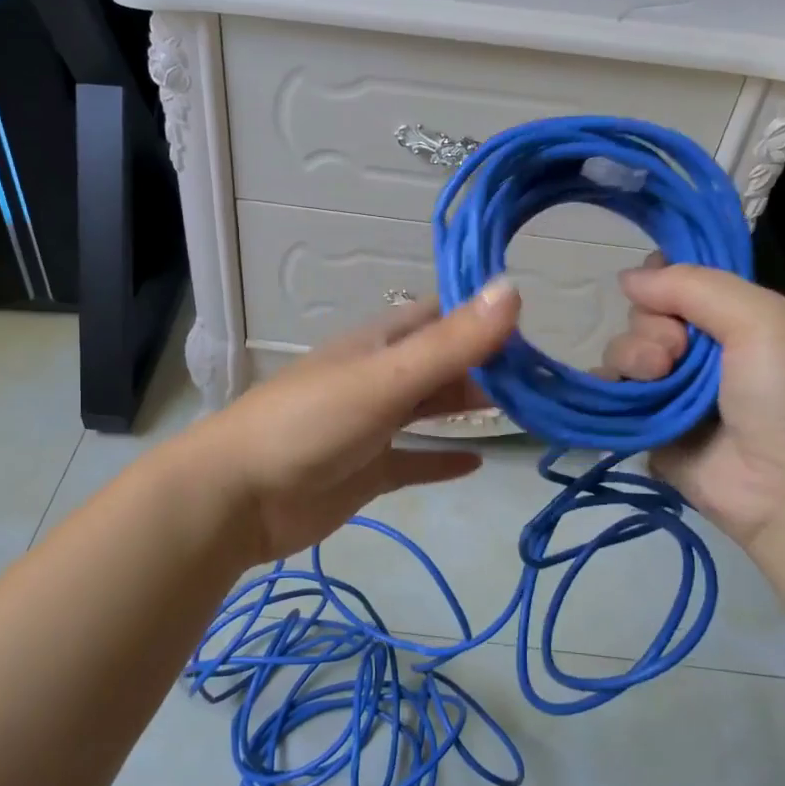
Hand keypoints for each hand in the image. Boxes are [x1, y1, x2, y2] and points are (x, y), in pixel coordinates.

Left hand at [175, 280, 522, 565]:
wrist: (238, 496)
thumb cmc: (310, 424)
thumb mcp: (385, 378)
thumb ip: (450, 343)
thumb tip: (513, 289)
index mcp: (378, 344)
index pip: (440, 317)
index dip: (484, 316)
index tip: (537, 325)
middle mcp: (377, 377)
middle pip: (441, 364)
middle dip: (487, 366)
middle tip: (546, 378)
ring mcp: (371, 426)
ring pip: (430, 409)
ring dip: (469, 408)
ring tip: (526, 412)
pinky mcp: (367, 471)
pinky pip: (414, 460)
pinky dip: (442, 459)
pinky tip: (477, 461)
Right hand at [602, 260, 784, 546]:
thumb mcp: (763, 319)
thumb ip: (695, 286)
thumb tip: (628, 278)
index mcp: (737, 319)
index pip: (683, 281)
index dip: (663, 277)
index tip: (659, 285)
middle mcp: (702, 351)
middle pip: (646, 314)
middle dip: (653, 325)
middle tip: (678, 352)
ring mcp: (672, 390)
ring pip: (624, 350)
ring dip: (633, 355)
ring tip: (656, 377)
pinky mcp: (647, 426)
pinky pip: (609, 393)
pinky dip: (606, 385)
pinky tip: (620, 391)